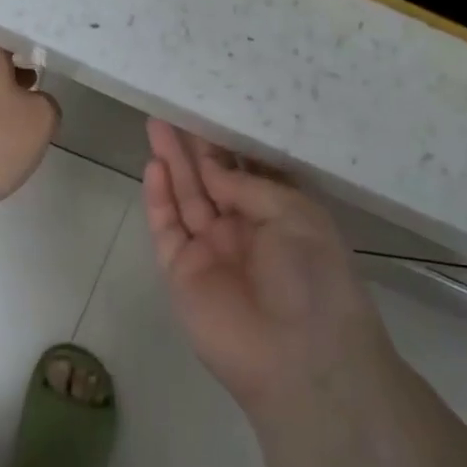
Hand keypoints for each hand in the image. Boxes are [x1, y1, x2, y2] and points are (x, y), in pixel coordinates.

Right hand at [143, 120, 390, 418]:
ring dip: (171, 162)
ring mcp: (209, 249)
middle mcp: (242, 228)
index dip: (225, 142)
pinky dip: (158, 198)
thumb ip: (248, 185)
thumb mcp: (296, 214)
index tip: (207, 109)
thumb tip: (211, 169)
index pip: (244, 170)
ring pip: (185, 196)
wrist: (300, 358)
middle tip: (172, 109)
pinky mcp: (181, 270)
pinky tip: (154, 166)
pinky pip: (167, 227)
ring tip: (156, 124)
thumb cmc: (313, 277)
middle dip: (192, 145)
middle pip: (210, 178)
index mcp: (278, 215)